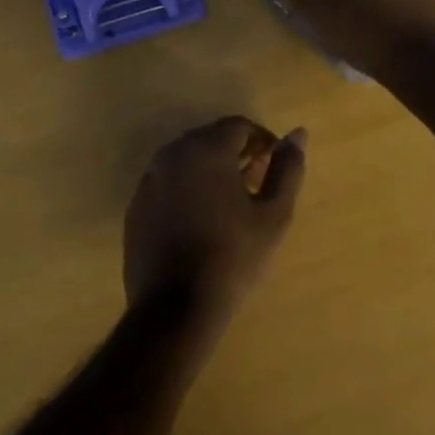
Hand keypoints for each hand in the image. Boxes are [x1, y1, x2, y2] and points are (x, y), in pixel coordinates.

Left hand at [123, 117, 306, 338]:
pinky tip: (201, 220)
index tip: (275, 166)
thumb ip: (288, 168)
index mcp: (206, 148)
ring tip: (231, 203)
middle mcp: (173, 153)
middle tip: (257, 183)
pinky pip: (168, 182)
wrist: (174, 308)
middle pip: (211, 138)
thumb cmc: (233, 257)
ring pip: (188, 159)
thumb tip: (298, 133)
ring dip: (211, 169)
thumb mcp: (274, 215)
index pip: (239, 126)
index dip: (262, 141)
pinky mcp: (137, 204)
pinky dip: (188, 188)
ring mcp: (149, 179)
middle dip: (237, 153)